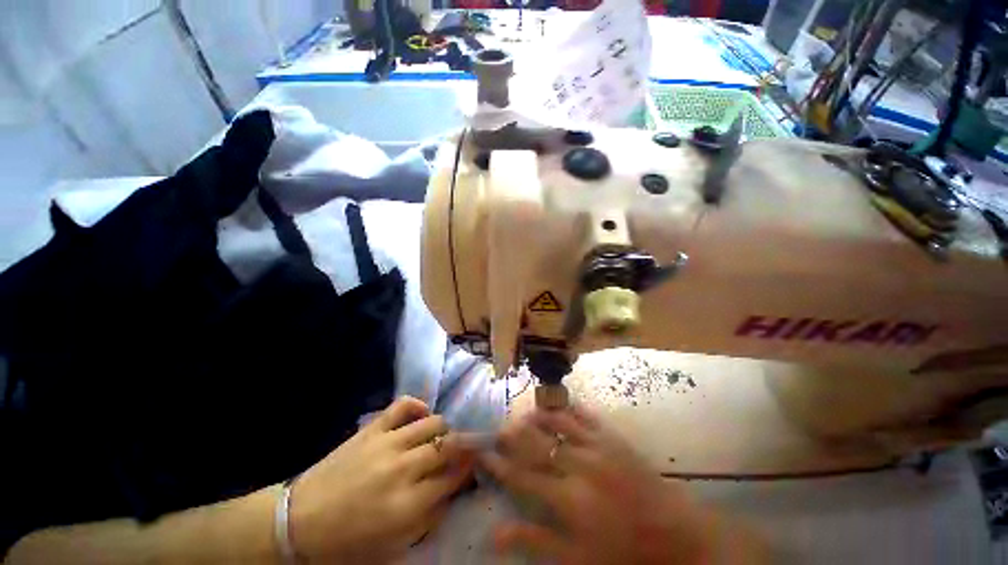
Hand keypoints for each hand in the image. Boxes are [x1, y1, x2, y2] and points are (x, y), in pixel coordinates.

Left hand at [289, 396, 473, 562]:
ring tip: (441, 437)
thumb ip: (428, 519)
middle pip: (448, 446)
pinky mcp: (373, 429)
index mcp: (407, 504)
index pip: (453, 477)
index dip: (467, 469)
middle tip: (463, 449)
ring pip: (433, 423)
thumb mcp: (393, 546)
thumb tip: (451, 492)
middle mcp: (403, 468)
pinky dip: (418, 405)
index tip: (473, 465)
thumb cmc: (347, 541)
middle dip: (463, 446)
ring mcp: (387, 443)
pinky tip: (422, 415)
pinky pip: (403, 405)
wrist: (299, 521)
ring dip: (443, 429)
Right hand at [481, 406, 737, 564]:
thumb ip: (534, 542)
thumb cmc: (624, 553)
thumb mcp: (576, 559)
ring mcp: (597, 446)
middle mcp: (577, 465)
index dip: (500, 464)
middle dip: (514, 434)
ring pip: (558, 422)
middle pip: (537, 443)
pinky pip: (586, 415)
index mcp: (567, 499)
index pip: (521, 476)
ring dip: (538, 416)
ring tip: (524, 413)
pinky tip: (560, 403)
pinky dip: (569, 407)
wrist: (677, 535)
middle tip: (499, 428)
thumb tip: (493, 534)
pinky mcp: (613, 437)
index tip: (484, 454)